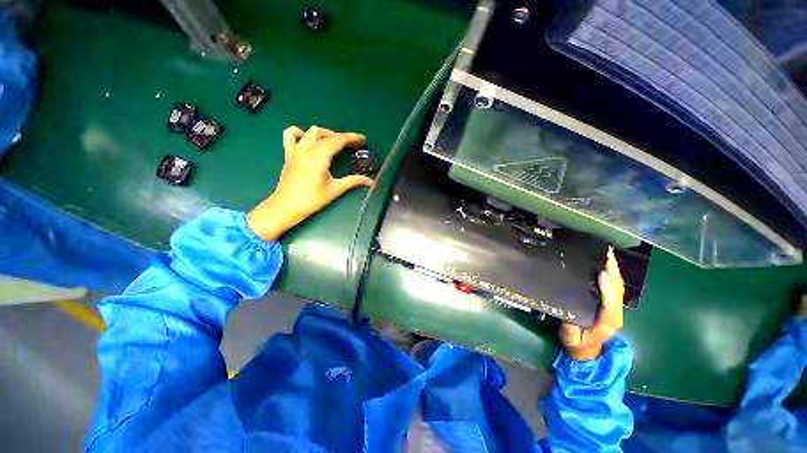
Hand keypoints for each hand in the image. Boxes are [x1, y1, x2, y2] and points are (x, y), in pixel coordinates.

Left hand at [246, 126, 374, 240]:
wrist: (287, 205)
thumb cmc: (312, 199)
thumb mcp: (335, 189)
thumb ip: (353, 181)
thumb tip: (371, 181)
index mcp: (320, 155)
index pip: (339, 140)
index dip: (352, 138)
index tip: (362, 139)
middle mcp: (308, 148)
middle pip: (327, 134)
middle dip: (342, 137)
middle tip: (352, 146)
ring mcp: (296, 149)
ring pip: (312, 131)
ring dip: (325, 134)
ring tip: (334, 142)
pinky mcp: (288, 153)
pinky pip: (291, 134)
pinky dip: (300, 133)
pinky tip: (307, 140)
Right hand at [559, 246, 624, 360]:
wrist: (586, 351)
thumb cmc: (577, 343)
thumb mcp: (570, 338)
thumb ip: (570, 328)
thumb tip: (567, 311)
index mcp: (606, 323)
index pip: (609, 304)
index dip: (607, 289)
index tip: (602, 274)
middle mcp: (615, 315)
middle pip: (618, 292)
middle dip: (614, 273)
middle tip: (606, 255)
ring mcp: (615, 310)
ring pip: (618, 288)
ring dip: (615, 271)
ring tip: (608, 255)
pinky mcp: (610, 306)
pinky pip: (614, 289)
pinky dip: (612, 275)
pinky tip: (607, 265)